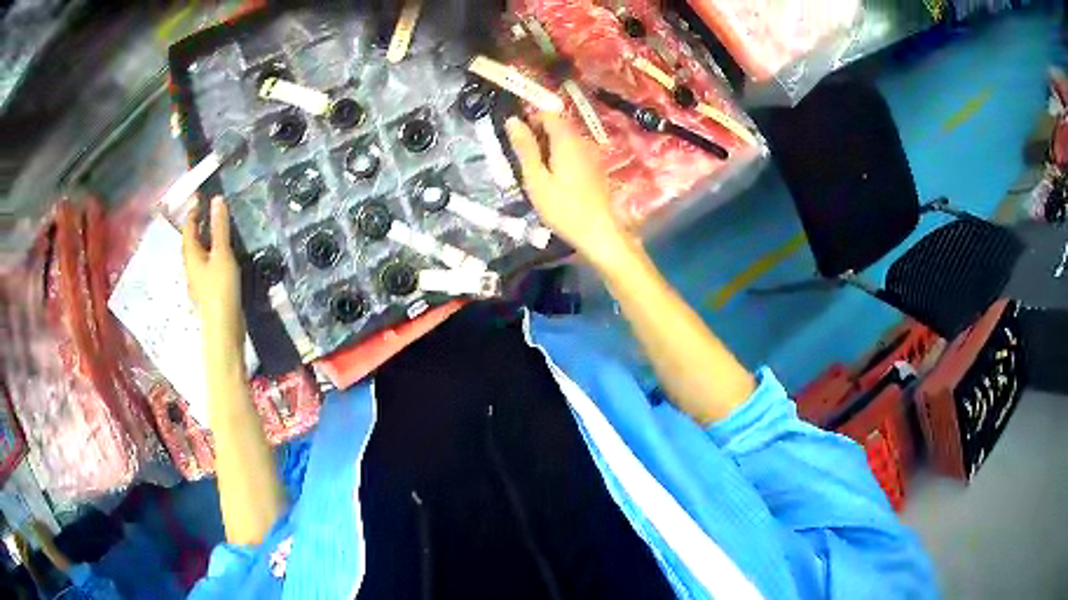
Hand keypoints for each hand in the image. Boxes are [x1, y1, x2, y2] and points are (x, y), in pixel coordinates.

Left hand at [182, 197, 244, 351]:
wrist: (223, 327)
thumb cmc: (220, 288)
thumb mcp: (222, 254)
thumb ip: (220, 227)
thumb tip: (216, 199)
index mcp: (191, 254)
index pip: (189, 227)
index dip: (193, 211)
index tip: (200, 196)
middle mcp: (191, 265)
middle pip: (191, 240)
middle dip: (197, 224)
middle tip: (207, 209)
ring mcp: (198, 278)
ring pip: (198, 253)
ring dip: (204, 239)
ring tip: (214, 228)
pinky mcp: (208, 288)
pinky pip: (206, 263)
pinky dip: (211, 252)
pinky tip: (220, 254)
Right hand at [506, 113, 635, 264]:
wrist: (598, 232)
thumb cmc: (563, 207)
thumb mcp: (536, 178)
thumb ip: (525, 148)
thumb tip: (512, 120)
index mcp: (567, 140)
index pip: (548, 113)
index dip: (530, 119)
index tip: (515, 136)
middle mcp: (582, 141)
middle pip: (557, 125)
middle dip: (537, 133)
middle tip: (520, 156)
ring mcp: (591, 154)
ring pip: (565, 139)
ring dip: (547, 147)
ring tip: (532, 168)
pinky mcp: (594, 168)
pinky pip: (573, 152)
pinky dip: (559, 157)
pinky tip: (550, 177)